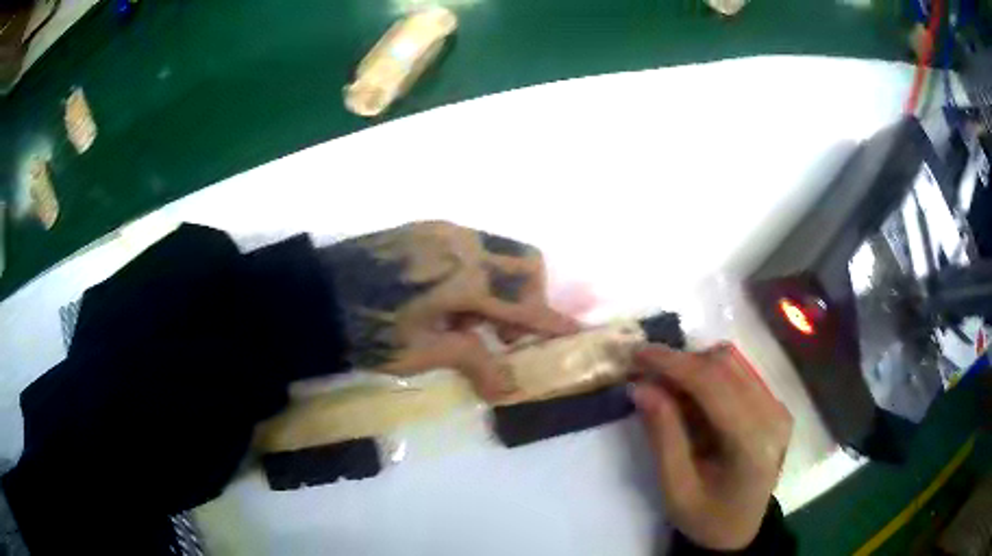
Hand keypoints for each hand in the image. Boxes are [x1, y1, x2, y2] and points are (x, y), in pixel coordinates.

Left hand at [317, 221, 578, 400]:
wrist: (312, 294)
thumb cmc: (367, 329)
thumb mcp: (422, 352)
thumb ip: (474, 361)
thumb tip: (509, 387)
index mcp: (465, 275)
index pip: (525, 303)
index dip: (553, 321)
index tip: (578, 333)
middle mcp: (463, 242)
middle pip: (525, 263)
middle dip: (531, 298)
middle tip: (508, 335)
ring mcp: (444, 230)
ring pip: (500, 252)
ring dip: (504, 286)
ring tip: (474, 322)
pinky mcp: (427, 229)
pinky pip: (474, 247)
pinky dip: (480, 274)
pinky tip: (452, 301)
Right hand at [631, 344, 792, 550]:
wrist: (740, 530)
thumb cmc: (706, 518)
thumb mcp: (675, 489)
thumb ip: (663, 436)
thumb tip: (641, 386)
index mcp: (753, 444)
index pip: (714, 385)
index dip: (674, 363)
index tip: (636, 353)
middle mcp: (774, 416)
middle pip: (725, 365)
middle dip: (680, 362)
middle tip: (642, 372)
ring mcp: (778, 407)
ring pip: (733, 362)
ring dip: (693, 366)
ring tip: (663, 387)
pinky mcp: (774, 405)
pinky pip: (739, 373)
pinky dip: (708, 375)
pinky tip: (689, 397)